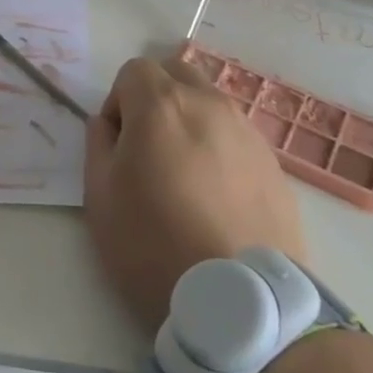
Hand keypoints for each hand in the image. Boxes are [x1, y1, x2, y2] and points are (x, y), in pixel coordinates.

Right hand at [84, 54, 306, 330]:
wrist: (239, 301)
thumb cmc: (152, 244)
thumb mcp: (99, 196)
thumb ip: (97, 144)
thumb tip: (108, 125)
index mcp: (161, 105)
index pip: (134, 70)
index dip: (117, 101)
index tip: (117, 144)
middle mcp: (209, 105)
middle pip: (177, 73)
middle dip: (156, 98)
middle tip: (148, 149)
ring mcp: (248, 133)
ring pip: (210, 104)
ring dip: (190, 122)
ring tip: (184, 176)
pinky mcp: (275, 166)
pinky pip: (237, 138)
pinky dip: (219, 150)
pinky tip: (215, 198)